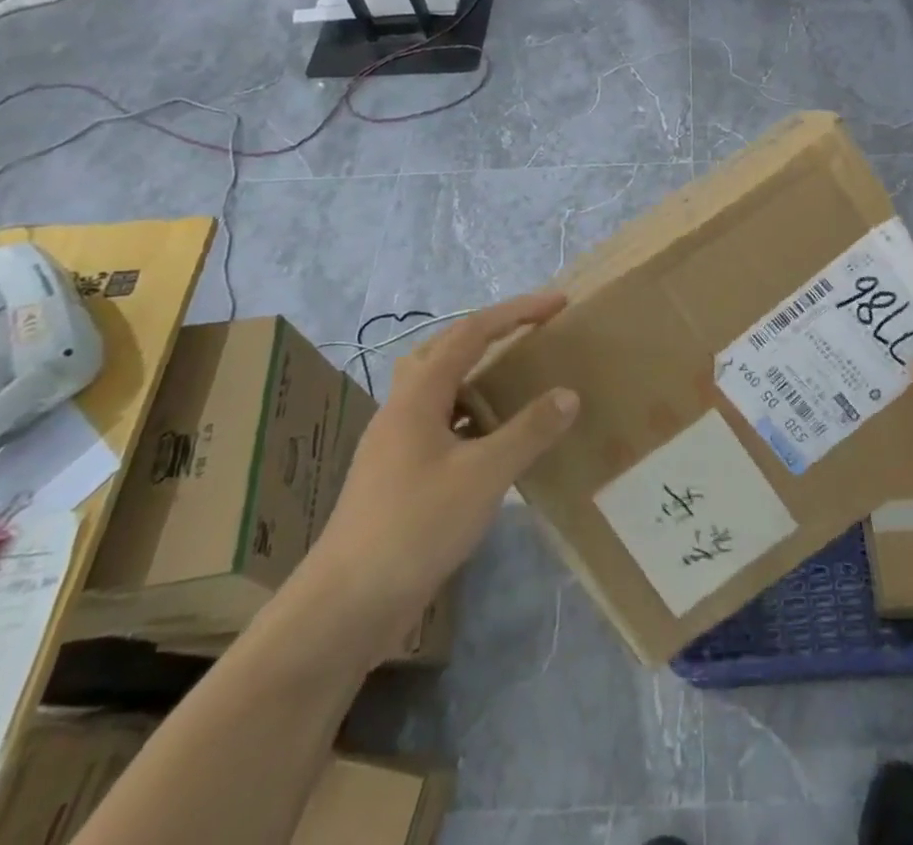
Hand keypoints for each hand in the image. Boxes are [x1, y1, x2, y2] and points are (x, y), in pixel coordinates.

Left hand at [288, 292, 578, 663]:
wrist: (344, 607)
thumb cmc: (414, 526)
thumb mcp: (484, 476)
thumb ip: (529, 431)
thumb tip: (568, 394)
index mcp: (419, 395)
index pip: (472, 332)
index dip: (516, 312)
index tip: (557, 305)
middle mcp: (403, 410)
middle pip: (446, 349)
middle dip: (490, 332)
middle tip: (530, 332)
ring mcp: (396, 444)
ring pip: (440, 389)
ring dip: (477, 375)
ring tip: (516, 380)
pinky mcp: (398, 477)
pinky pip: (440, 425)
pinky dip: (471, 417)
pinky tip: (493, 441)